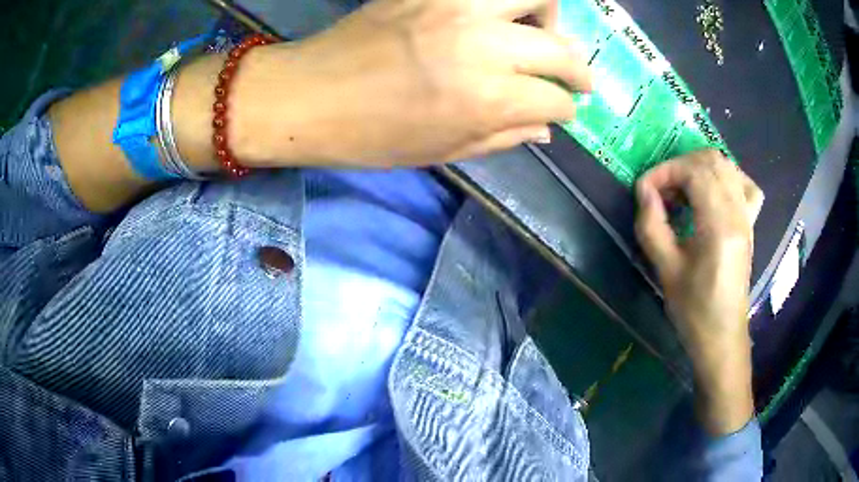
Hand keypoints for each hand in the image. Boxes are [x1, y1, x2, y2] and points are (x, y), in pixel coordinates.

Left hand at [227, 0, 592, 166]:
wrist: (309, 95)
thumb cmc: (371, 136)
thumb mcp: (443, 151)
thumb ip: (504, 137)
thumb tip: (547, 128)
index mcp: (486, 99)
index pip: (555, 99)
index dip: (567, 108)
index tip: (565, 109)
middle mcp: (483, 46)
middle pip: (560, 49)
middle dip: (580, 70)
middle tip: (577, 78)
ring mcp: (456, 8)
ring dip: (552, 17)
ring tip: (545, 34)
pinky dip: (506, 2)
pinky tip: (502, 17)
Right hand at [634, 150, 763, 434]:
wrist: (723, 337)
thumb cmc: (694, 311)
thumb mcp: (666, 271)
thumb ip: (652, 225)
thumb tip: (643, 191)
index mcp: (720, 226)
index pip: (694, 172)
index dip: (664, 172)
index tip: (644, 191)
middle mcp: (739, 213)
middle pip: (712, 160)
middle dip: (680, 166)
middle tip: (661, 190)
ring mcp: (747, 217)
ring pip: (727, 166)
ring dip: (699, 168)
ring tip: (681, 191)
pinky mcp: (749, 223)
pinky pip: (743, 184)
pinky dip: (724, 177)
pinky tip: (712, 192)